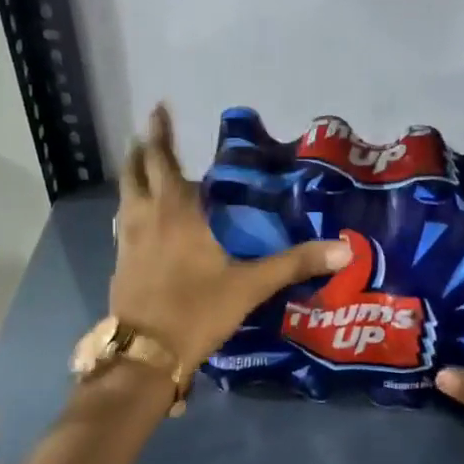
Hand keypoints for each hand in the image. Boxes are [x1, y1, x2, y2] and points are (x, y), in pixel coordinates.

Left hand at [112, 104, 350, 370]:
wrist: (145, 355)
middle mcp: (146, 218)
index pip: (164, 161)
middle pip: (136, 172)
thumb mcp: (250, 287)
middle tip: (149, 133)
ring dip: (133, 178)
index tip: (158, 108)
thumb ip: (294, 264)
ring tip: (144, 170)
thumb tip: (344, 248)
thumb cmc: (197, 311)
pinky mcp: (120, 264)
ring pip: (125, 197)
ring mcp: (127, 241)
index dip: (161, 134)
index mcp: (176, 214)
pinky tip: (140, 221)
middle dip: (142, 150)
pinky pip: (122, 223)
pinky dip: (131, 210)